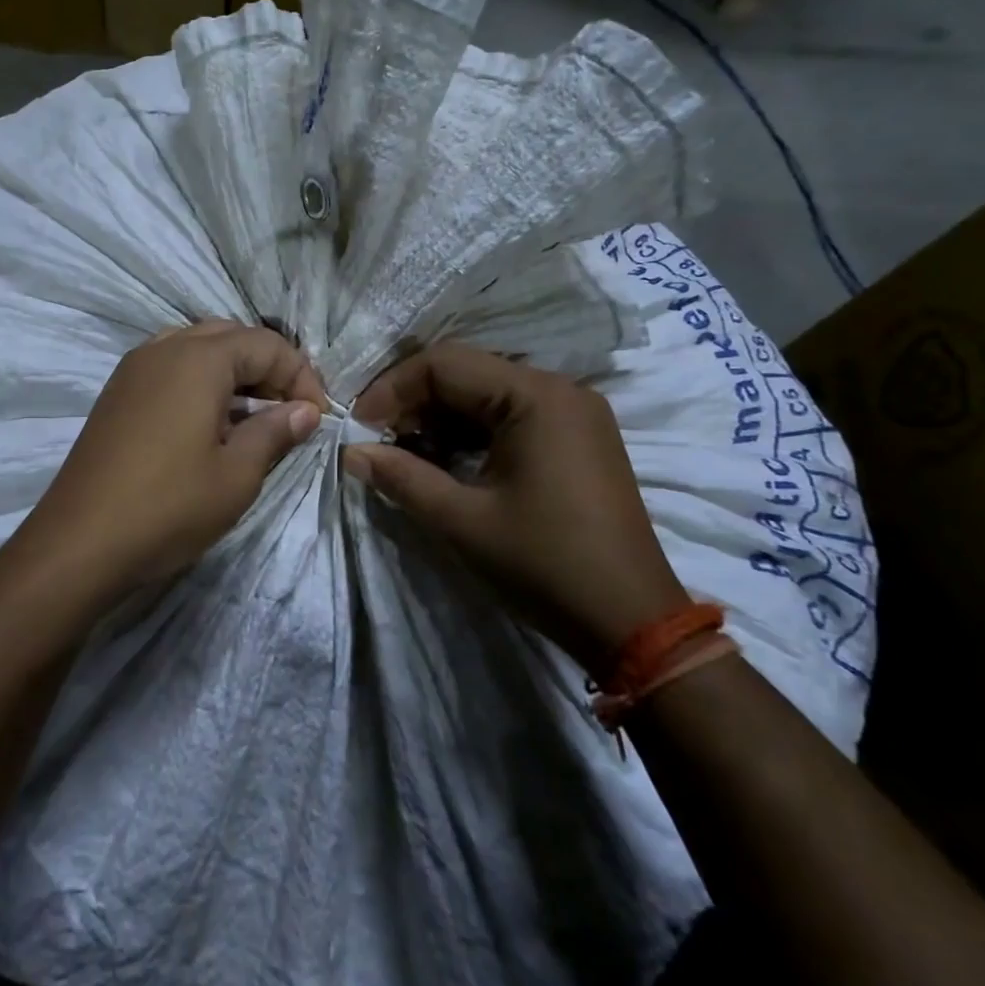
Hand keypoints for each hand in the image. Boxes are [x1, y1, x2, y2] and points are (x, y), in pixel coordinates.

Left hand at [14, 321, 324, 606]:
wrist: (78, 543)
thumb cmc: (168, 507)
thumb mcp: (237, 474)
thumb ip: (275, 432)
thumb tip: (305, 410)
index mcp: (198, 359)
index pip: (266, 344)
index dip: (301, 376)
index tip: (318, 417)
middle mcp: (163, 349)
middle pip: (230, 337)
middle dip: (268, 367)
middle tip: (289, 410)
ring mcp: (133, 369)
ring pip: (196, 348)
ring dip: (232, 371)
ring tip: (252, 414)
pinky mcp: (116, 393)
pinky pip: (169, 366)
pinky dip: (199, 381)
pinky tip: (208, 421)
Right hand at [344, 343, 688, 673]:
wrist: (633, 622)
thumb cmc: (544, 564)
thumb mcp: (462, 521)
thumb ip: (401, 477)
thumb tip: (351, 452)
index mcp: (535, 396)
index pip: (444, 363)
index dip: (392, 389)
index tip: (359, 426)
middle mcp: (558, 388)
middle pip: (465, 372)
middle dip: (413, 403)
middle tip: (379, 442)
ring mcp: (573, 411)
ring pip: (485, 392)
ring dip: (440, 417)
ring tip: (407, 455)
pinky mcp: (577, 436)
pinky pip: (510, 414)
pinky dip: (471, 431)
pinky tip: (447, 462)